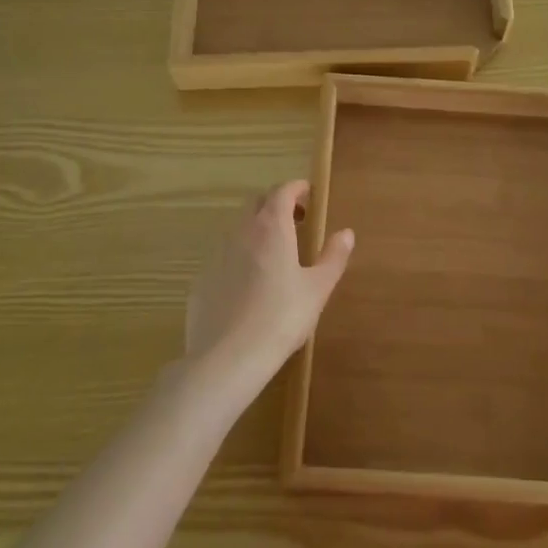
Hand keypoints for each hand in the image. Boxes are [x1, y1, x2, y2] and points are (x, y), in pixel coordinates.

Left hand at [184, 180, 352, 392]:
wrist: (227, 358)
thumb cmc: (281, 318)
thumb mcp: (318, 289)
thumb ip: (333, 256)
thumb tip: (346, 233)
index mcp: (271, 227)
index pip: (282, 190)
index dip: (297, 188)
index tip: (309, 195)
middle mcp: (241, 232)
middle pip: (257, 203)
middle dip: (276, 204)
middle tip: (295, 222)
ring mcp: (216, 254)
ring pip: (237, 229)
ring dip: (256, 230)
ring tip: (274, 256)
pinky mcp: (201, 280)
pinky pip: (223, 257)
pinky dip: (238, 258)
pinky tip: (248, 287)